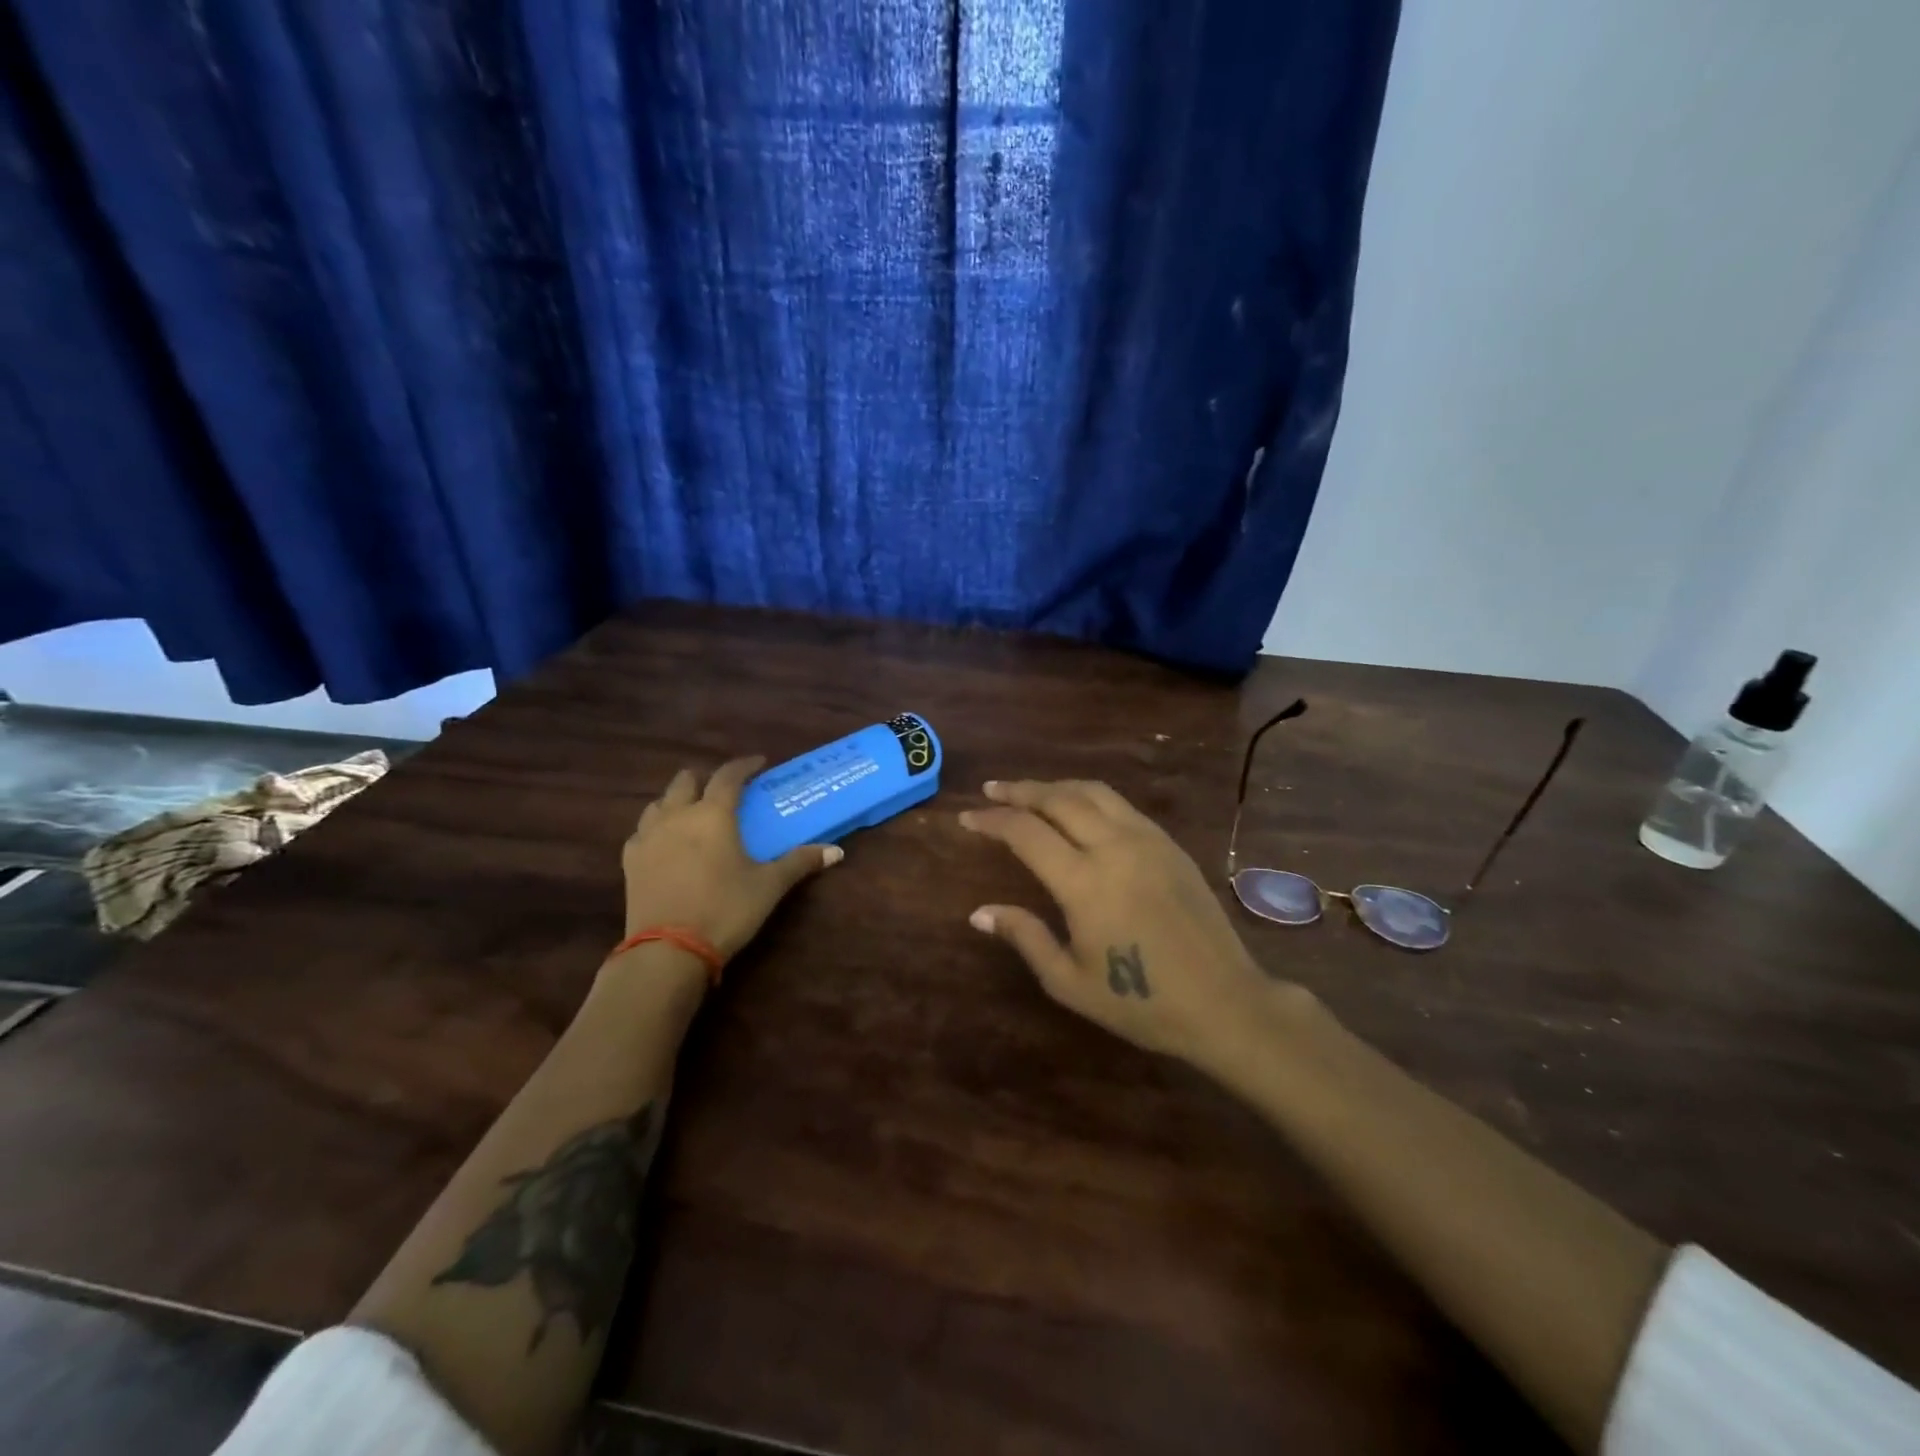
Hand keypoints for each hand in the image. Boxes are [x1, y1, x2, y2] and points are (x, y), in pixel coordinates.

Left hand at [622, 758, 840, 961]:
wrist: (668, 950)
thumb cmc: (725, 909)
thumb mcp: (769, 886)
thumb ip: (800, 862)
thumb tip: (837, 852)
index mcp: (714, 814)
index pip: (729, 775)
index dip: (745, 765)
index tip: (759, 763)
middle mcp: (678, 815)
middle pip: (686, 780)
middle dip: (706, 778)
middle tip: (724, 791)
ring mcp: (648, 837)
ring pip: (659, 802)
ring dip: (677, 800)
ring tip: (693, 814)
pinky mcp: (629, 861)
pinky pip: (642, 831)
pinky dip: (656, 828)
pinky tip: (665, 844)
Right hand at [960, 779, 1306, 1070]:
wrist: (1223, 1002)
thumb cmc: (1140, 1001)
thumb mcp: (1069, 981)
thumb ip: (1024, 936)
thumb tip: (979, 912)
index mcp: (1083, 882)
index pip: (1025, 832)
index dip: (992, 820)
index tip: (967, 818)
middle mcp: (1113, 847)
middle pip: (1058, 799)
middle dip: (1019, 790)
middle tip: (992, 790)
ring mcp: (1147, 840)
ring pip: (1092, 792)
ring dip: (1055, 786)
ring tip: (1030, 791)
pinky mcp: (1169, 844)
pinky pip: (1121, 805)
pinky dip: (1089, 796)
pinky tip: (1079, 809)